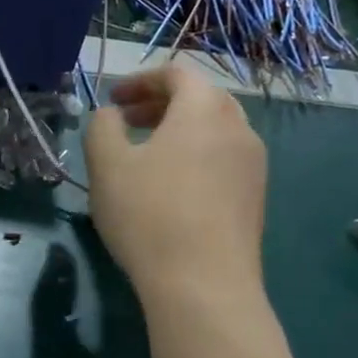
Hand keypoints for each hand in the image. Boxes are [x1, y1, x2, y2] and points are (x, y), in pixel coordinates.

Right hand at [84, 64, 266, 300]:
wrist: (204, 284)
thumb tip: (110, 115)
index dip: (141, 80)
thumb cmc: (149, 215)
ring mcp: (253, 165)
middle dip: (160, 103)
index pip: (177, 74)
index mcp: (203, 110)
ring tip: (146, 155)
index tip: (113, 99)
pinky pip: (223, 159)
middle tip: (127, 122)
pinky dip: (195, 156)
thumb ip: (102, 126)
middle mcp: (238, 128)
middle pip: (201, 99)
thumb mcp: (107, 165)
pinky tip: (170, 188)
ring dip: (179, 131)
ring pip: (215, 131)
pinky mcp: (256, 198)